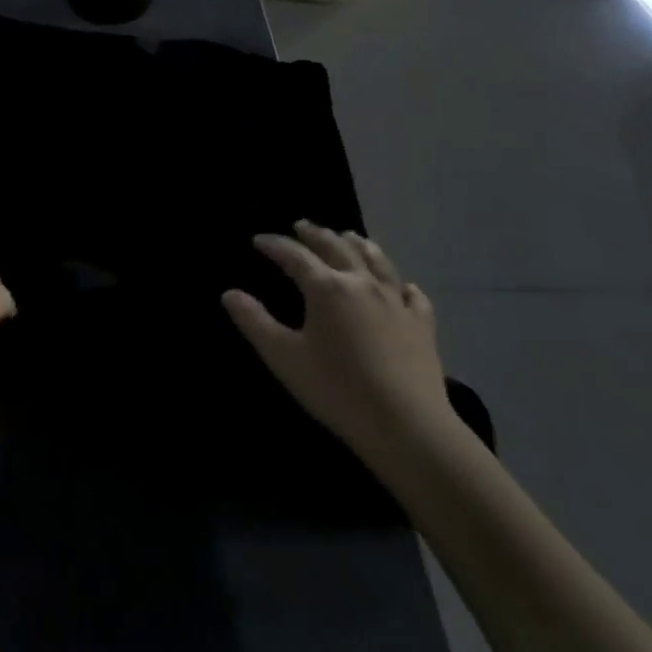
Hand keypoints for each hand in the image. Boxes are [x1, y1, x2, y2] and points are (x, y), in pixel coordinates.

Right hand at [222, 222, 458, 474]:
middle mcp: (362, 283)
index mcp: (326, 287)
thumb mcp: (284, 357)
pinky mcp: (422, 324)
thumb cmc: (337, 389)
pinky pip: (411, 293)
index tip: (258, 240)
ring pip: (377, 261)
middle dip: (315, 234)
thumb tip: (230, 294)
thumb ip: (255, 322)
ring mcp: (397, 301)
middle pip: (336, 247)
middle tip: (301, 226)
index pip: (294, 255)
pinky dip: (400, 283)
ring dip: (358, 244)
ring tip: (348, 236)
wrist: (407, 425)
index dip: (274, 245)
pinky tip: (402, 286)